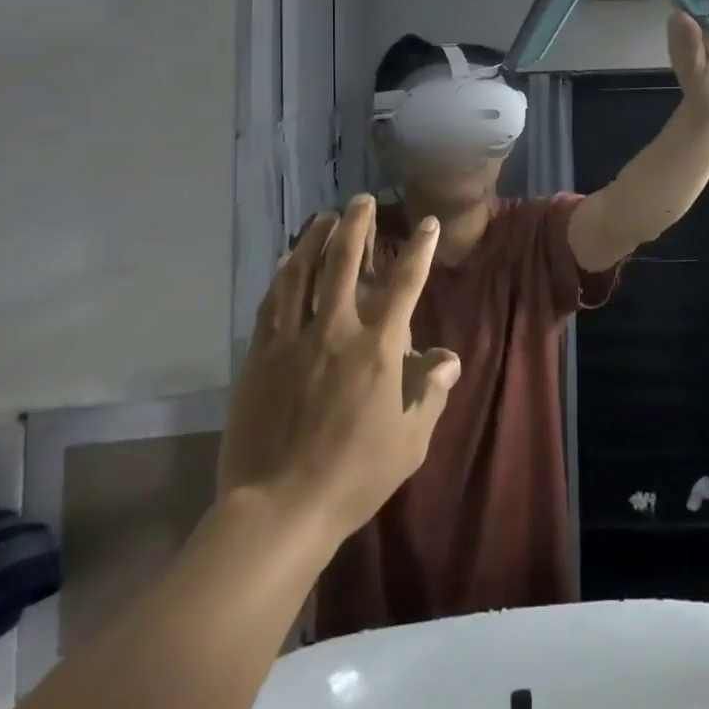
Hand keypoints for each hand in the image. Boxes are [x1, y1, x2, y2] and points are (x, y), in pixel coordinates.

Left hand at [219, 196, 460, 537]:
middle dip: (356, 225)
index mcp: (377, 348)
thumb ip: (431, 392)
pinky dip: (284, 274)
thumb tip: (448, 358)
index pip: (405, 284)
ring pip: (304, 273)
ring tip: (324, 216)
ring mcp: (293, 339)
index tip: (427, 225)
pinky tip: (288, 260)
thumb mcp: (411, 441)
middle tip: (361, 199)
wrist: (280, 509)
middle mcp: (336, 330)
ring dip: (315, 239)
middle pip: (345, 262)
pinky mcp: (260, 355)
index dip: (419, 249)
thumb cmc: (355, 475)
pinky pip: (273, 302)